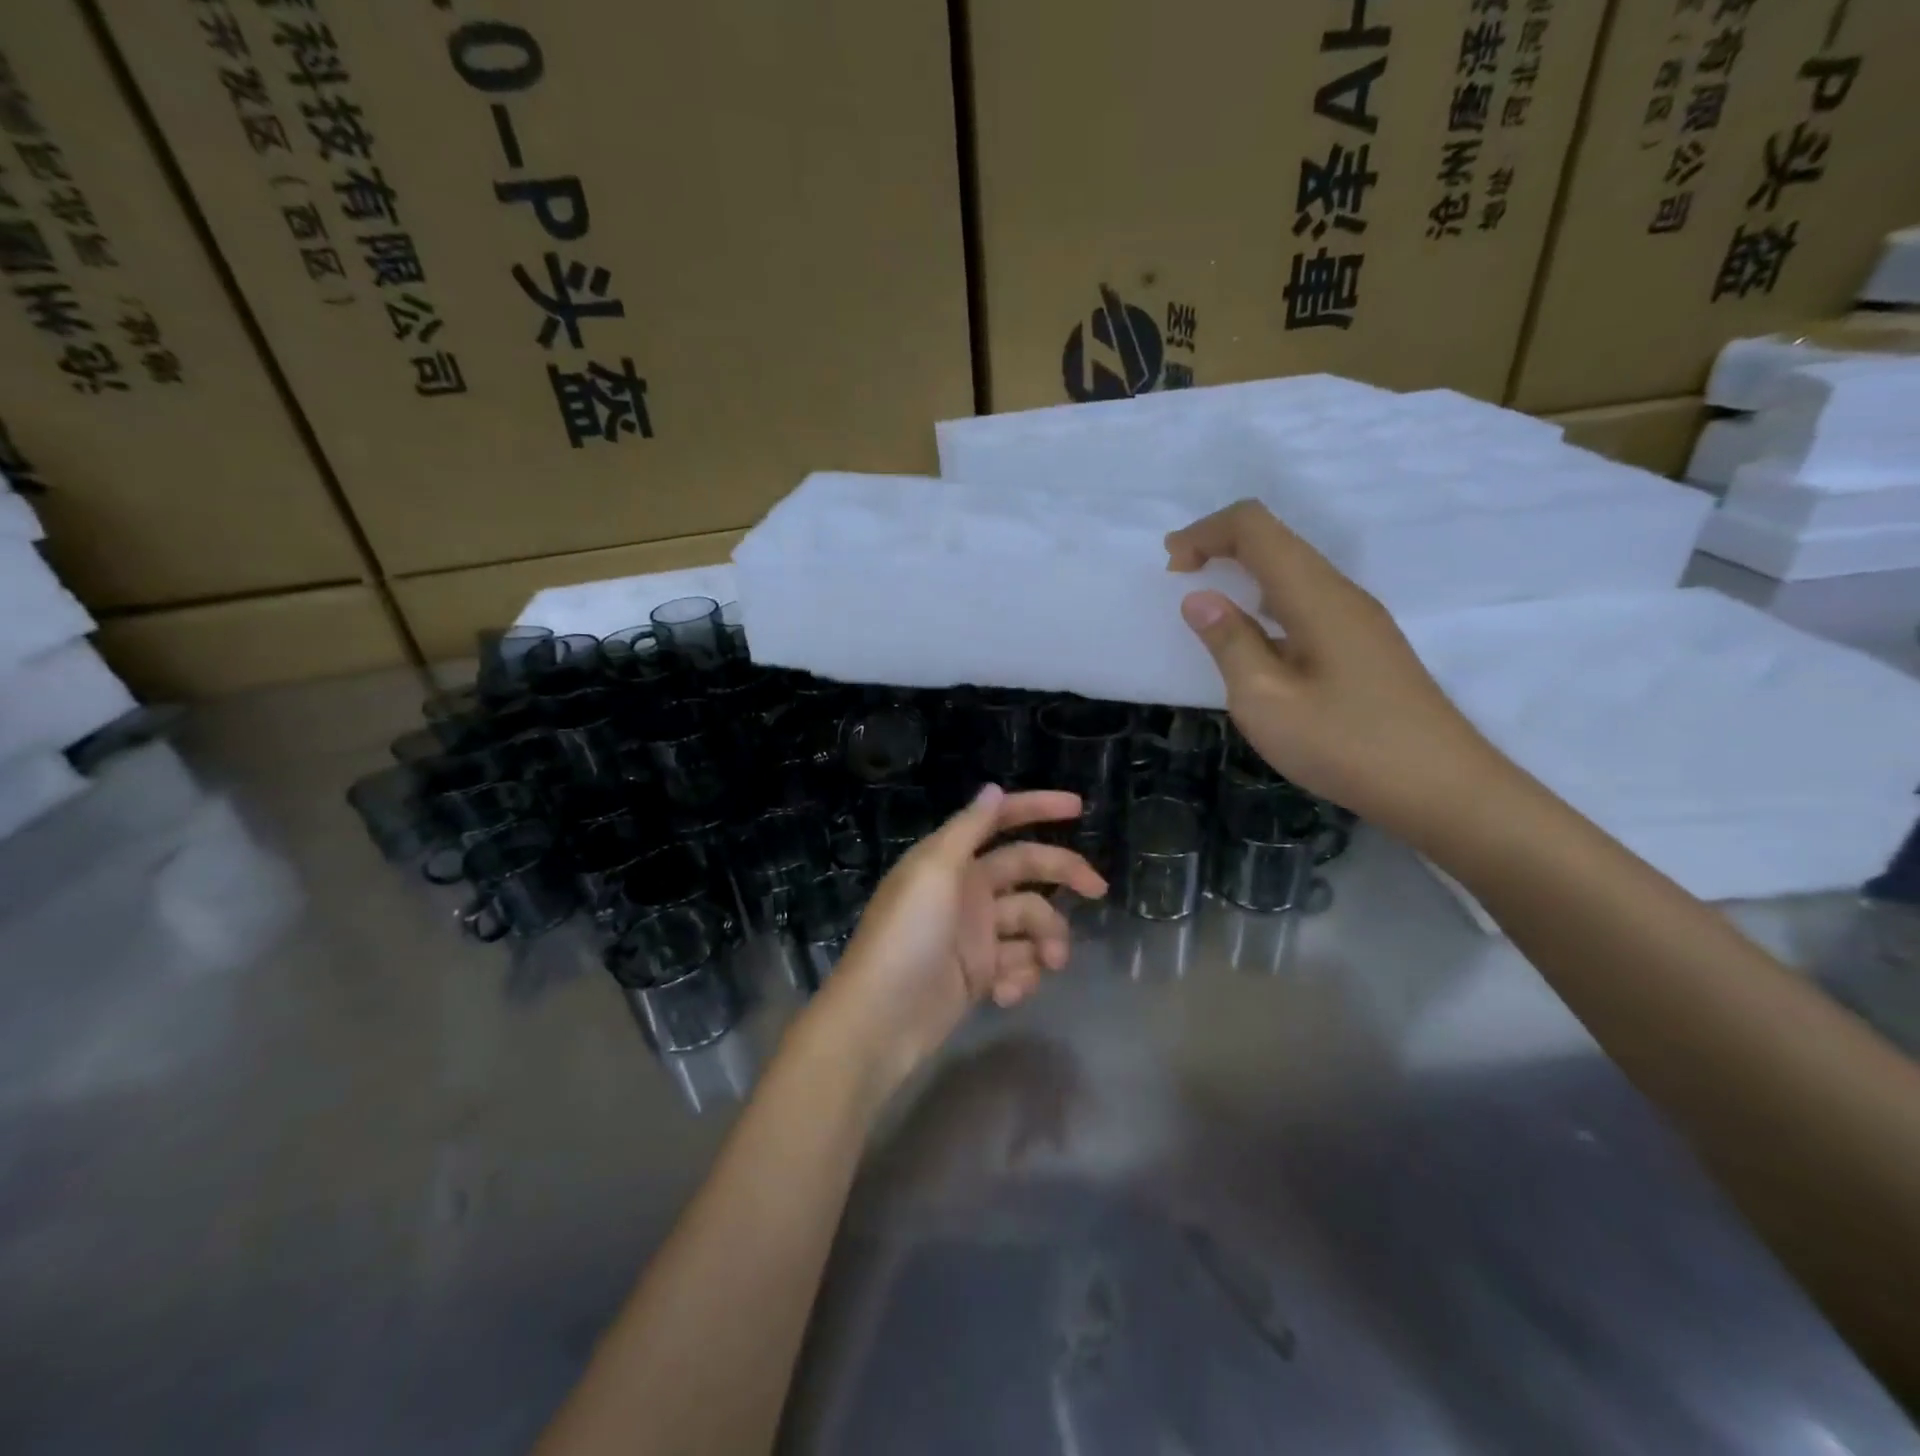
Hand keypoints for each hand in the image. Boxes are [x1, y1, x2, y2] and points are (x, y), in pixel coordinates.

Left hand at [805, 786, 1107, 1096]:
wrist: (881, 1019)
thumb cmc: (907, 935)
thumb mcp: (934, 871)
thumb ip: (967, 829)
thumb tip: (993, 788)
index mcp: (951, 859)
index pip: (999, 821)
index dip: (1036, 808)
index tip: (1078, 807)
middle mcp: (966, 890)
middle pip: (1027, 870)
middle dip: (1063, 875)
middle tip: (1098, 889)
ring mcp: (975, 934)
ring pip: (1031, 922)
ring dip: (1047, 940)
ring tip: (1049, 963)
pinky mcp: (980, 975)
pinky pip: (1018, 964)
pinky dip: (1021, 977)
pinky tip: (1005, 993)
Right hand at [1166, 500, 1507, 835]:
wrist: (1439, 787)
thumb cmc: (1344, 744)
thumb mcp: (1265, 700)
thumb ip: (1230, 643)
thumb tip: (1199, 599)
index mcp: (1315, 596)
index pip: (1255, 527)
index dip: (1205, 532)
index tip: (1171, 566)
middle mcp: (1340, 593)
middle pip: (1276, 539)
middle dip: (1220, 545)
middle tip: (1179, 576)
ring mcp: (1358, 618)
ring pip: (1293, 569)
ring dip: (1244, 572)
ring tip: (1209, 607)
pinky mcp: (1365, 644)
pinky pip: (1307, 599)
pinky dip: (1267, 600)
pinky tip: (1256, 639)